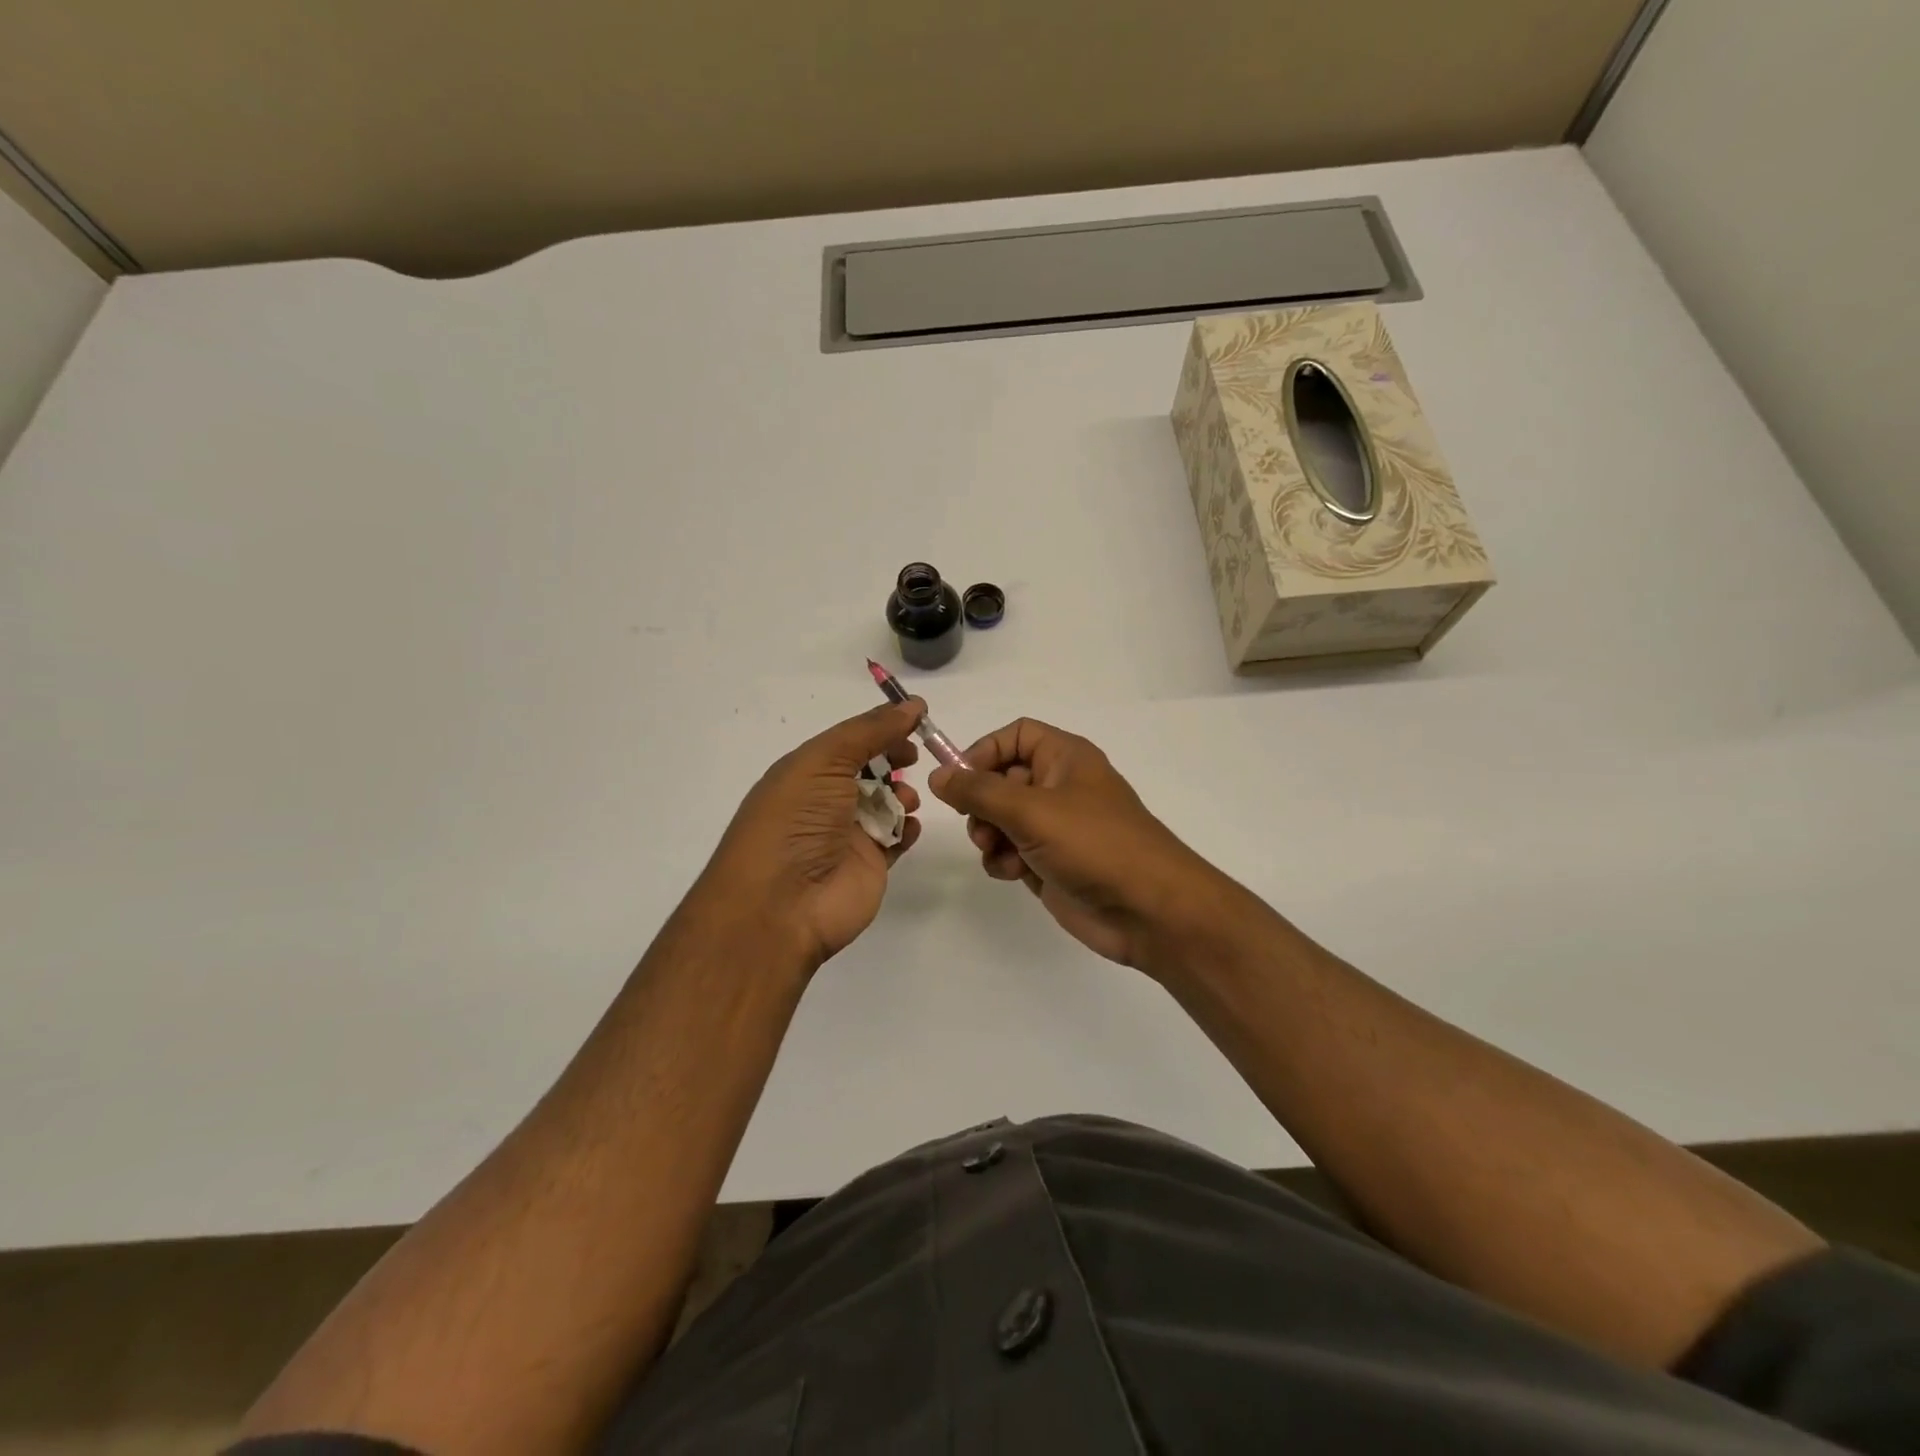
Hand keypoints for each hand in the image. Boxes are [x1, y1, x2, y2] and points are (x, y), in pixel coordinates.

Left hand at [697, 699, 924, 969]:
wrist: (781, 904)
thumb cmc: (795, 821)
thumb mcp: (825, 761)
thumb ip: (870, 731)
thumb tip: (912, 704)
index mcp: (805, 772)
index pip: (849, 742)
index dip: (881, 730)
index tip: (915, 722)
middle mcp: (825, 801)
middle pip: (869, 770)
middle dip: (894, 761)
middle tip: (913, 759)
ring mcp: (847, 835)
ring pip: (886, 804)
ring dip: (902, 796)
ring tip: (905, 802)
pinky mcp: (868, 865)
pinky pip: (895, 839)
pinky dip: (907, 829)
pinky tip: (908, 827)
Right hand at [928, 718, 1226, 968]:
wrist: (1148, 910)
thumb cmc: (1094, 844)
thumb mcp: (1031, 810)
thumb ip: (979, 791)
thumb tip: (939, 775)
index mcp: (1064, 757)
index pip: (1014, 736)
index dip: (983, 752)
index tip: (959, 780)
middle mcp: (1059, 786)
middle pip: (1001, 779)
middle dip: (981, 803)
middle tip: (979, 825)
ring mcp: (1055, 827)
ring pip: (1001, 818)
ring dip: (989, 835)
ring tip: (996, 852)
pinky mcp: (1050, 862)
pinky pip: (1011, 850)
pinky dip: (1003, 860)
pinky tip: (1012, 873)